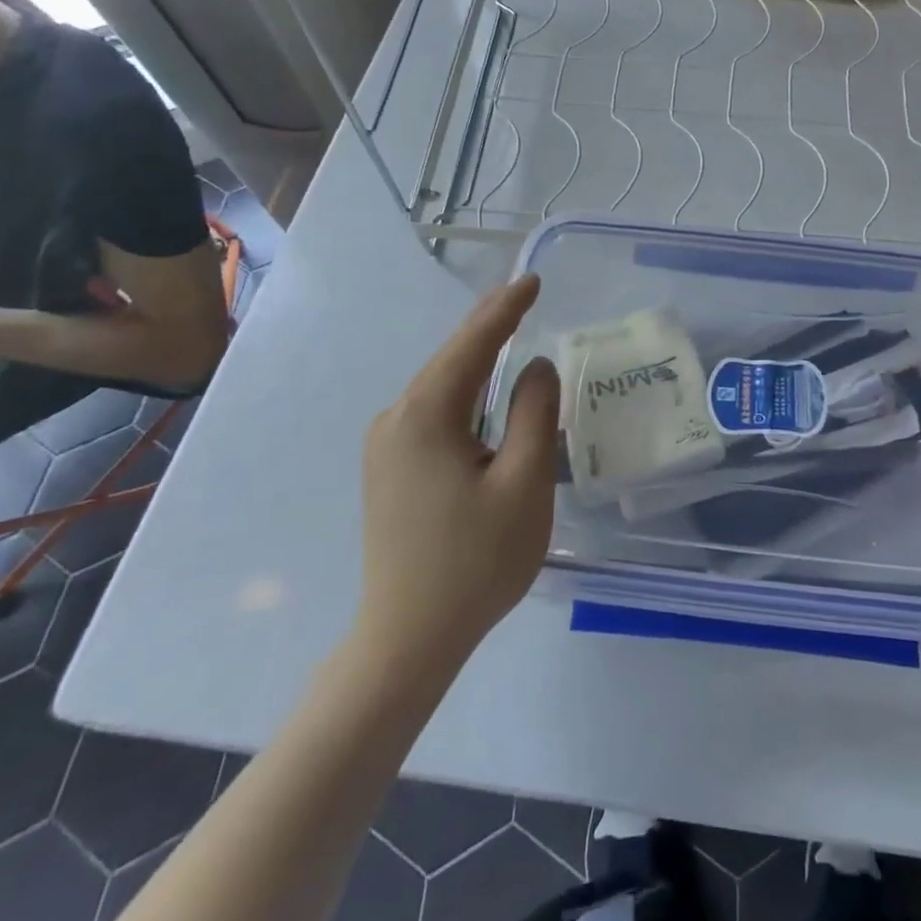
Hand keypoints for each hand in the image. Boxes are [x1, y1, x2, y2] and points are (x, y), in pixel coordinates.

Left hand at [353, 274, 559, 669]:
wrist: (408, 640)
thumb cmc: (475, 562)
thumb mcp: (523, 483)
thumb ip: (532, 414)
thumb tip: (534, 367)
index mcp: (424, 417)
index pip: (471, 345)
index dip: (504, 309)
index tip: (533, 280)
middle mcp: (395, 421)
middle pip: (451, 361)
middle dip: (489, 327)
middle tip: (525, 296)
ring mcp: (386, 447)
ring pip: (442, 388)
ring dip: (477, 361)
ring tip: (510, 332)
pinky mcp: (389, 470)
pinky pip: (434, 414)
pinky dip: (465, 393)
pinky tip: (485, 395)